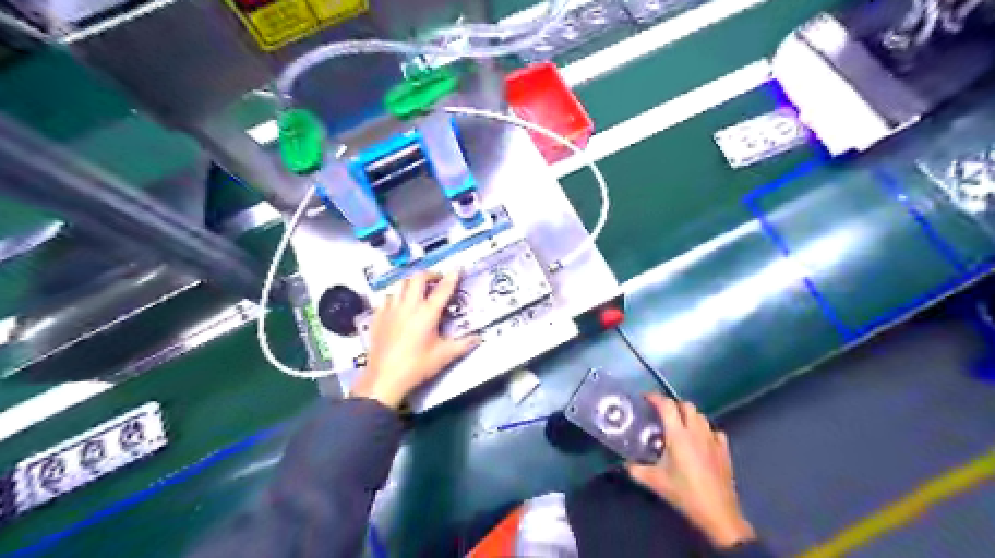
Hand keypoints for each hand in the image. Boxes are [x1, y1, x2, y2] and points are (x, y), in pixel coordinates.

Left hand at [352, 271, 478, 409]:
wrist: (384, 379)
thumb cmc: (417, 367)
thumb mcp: (444, 356)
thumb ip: (463, 345)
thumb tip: (479, 338)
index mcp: (427, 313)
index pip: (443, 289)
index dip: (452, 277)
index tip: (458, 269)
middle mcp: (408, 305)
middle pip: (418, 277)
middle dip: (430, 274)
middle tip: (437, 280)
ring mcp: (390, 309)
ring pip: (401, 284)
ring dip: (412, 283)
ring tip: (419, 291)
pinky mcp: (378, 316)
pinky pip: (387, 297)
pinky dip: (397, 296)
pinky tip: (400, 305)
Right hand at [623, 396, 758, 547]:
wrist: (717, 512)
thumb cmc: (684, 493)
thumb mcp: (655, 482)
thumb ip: (637, 470)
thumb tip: (626, 464)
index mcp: (678, 434)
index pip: (667, 405)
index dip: (655, 398)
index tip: (645, 398)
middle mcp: (696, 431)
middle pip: (686, 405)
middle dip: (673, 404)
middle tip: (662, 413)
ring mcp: (713, 439)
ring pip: (701, 416)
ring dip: (689, 415)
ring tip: (679, 425)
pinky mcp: (724, 450)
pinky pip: (714, 431)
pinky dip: (705, 430)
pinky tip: (700, 440)